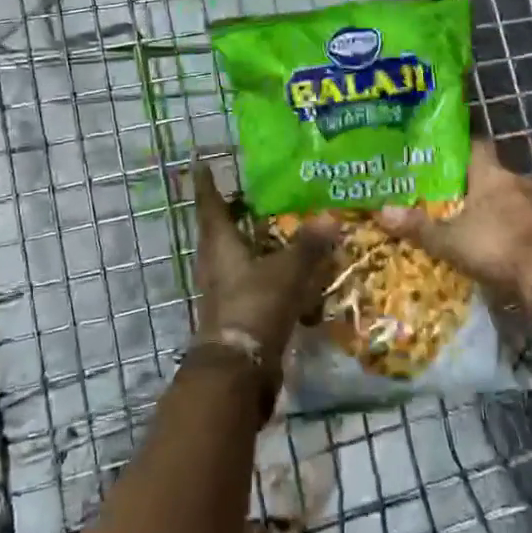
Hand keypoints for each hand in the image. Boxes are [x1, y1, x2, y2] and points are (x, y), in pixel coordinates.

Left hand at [190, 162, 335, 354]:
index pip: (210, 205)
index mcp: (219, 244)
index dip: (206, 185)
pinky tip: (276, 268)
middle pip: (216, 231)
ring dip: (242, 241)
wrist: (238, 367)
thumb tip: (330, 217)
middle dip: (227, 212)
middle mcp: (213, 263)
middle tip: (243, 194)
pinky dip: (256, 269)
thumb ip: (308, 245)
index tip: (201, 165)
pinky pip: (242, 280)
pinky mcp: (231, 312)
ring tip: (263, 227)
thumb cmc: (255, 305)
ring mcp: (220, 290)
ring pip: (228, 256)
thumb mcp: (287, 271)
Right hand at [377, 139, 531, 302]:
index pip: (476, 145)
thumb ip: (418, 227)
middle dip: (474, 184)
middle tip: (450, 195)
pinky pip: (528, 221)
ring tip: (473, 221)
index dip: (459, 147)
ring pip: (512, 198)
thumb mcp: (449, 241)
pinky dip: (514, 228)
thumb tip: (380, 211)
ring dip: (496, 208)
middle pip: (493, 174)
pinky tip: (500, 244)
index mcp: (492, 174)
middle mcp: (519, 181)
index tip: (442, 154)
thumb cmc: (496, 246)